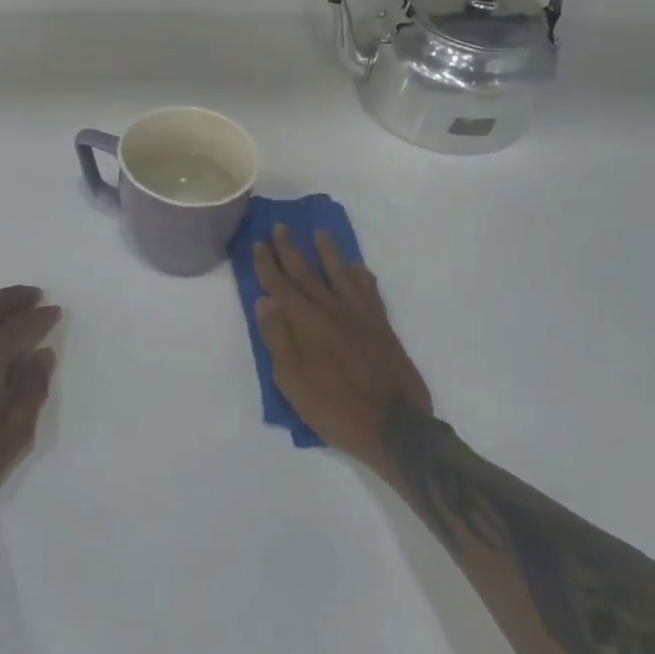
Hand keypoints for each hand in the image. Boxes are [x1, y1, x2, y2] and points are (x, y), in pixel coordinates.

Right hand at [252, 227, 432, 467]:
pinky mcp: (381, 325)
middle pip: (306, 273)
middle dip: (290, 250)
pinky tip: (357, 267)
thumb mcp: (292, 381)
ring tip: (320, 233)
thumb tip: (264, 300)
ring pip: (340, 274)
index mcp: (306, 323)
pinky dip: (361, 276)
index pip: (280, 286)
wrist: (395, 426)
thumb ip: (278, 338)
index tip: (259, 243)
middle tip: (280, 227)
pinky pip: (369, 291)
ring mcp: (359, 315)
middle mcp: (331, 310)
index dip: (268, 264)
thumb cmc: (334, 407)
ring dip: (328, 252)